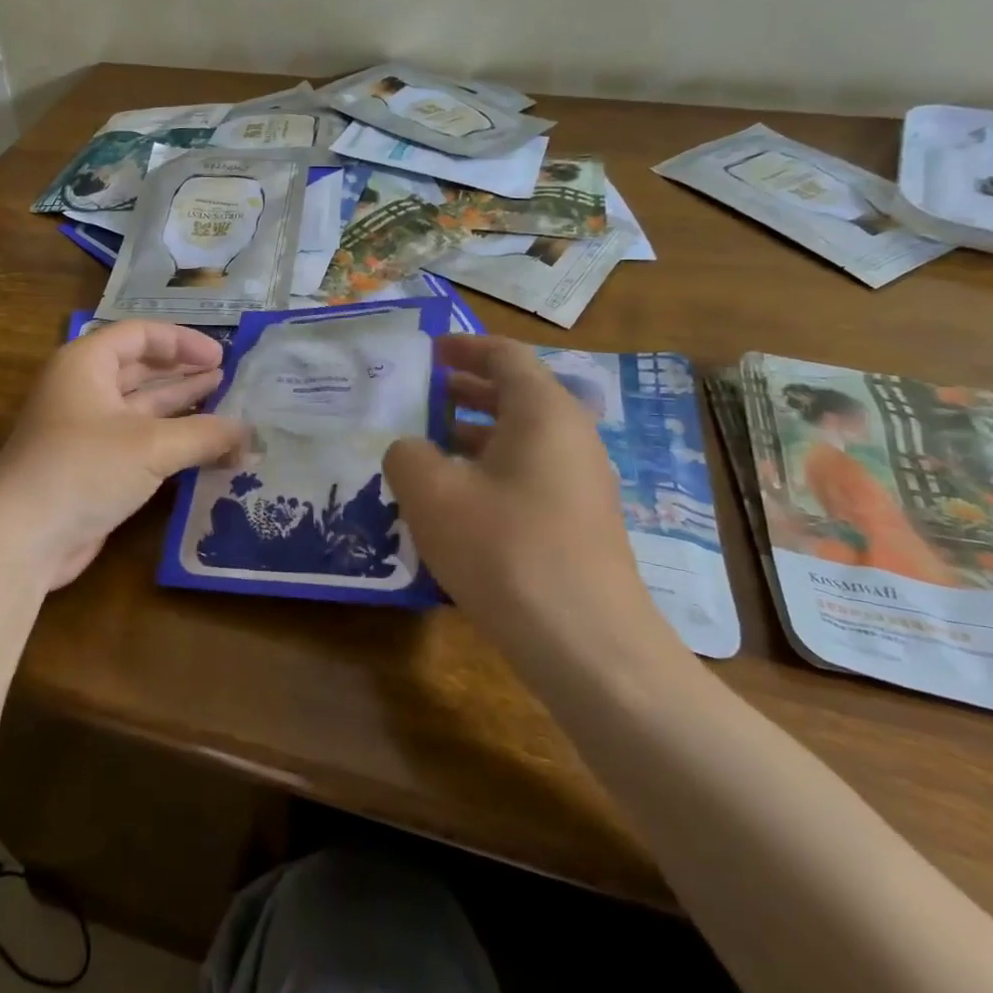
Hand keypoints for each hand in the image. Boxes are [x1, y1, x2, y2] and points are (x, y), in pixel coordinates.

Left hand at [0, 321, 245, 589]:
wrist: (22, 539)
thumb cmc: (84, 469)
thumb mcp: (152, 445)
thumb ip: (205, 435)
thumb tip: (250, 435)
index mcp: (86, 364)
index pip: (140, 334)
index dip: (183, 342)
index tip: (221, 358)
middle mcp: (84, 389)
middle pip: (141, 368)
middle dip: (184, 373)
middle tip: (229, 379)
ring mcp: (86, 429)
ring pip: (142, 407)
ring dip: (182, 407)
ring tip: (226, 406)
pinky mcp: (93, 465)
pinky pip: (139, 441)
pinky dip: (171, 441)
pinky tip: (205, 448)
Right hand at [383, 336, 681, 666]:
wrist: (585, 644)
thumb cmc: (505, 548)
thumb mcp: (432, 493)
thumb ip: (407, 455)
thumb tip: (411, 450)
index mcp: (543, 412)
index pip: (505, 357)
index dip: (464, 348)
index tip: (429, 351)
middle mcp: (571, 437)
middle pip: (516, 395)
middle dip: (466, 391)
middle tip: (422, 395)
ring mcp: (580, 483)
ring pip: (521, 440)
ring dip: (474, 435)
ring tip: (428, 447)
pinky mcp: (578, 523)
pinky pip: (528, 476)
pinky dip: (489, 471)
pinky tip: (456, 502)